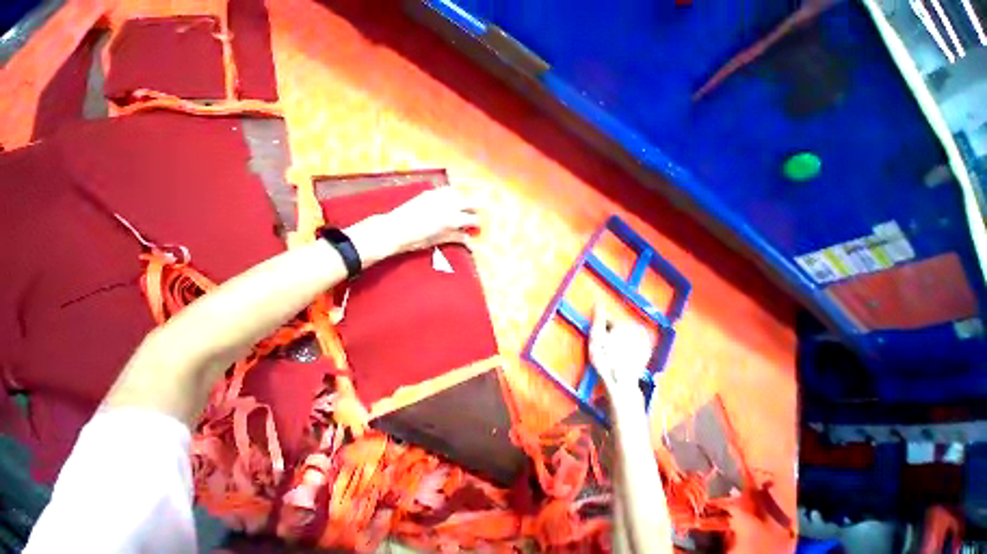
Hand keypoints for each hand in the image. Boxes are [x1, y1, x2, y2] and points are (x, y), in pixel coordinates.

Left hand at [346, 187, 478, 266]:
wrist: (395, 228)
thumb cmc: (418, 239)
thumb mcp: (440, 240)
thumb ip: (456, 237)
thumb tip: (469, 240)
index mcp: (453, 219)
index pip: (473, 219)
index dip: (477, 224)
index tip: (476, 228)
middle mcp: (449, 204)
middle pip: (471, 202)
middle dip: (474, 210)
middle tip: (471, 218)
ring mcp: (439, 196)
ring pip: (460, 193)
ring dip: (463, 200)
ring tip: (461, 209)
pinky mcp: (430, 193)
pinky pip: (447, 190)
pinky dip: (452, 195)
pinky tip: (448, 202)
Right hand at [588, 305, 653, 397]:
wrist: (620, 382)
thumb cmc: (605, 358)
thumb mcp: (596, 336)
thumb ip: (598, 317)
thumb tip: (598, 300)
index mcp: (624, 324)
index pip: (607, 319)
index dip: (599, 329)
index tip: (596, 341)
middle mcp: (637, 329)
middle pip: (617, 326)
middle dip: (609, 333)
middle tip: (603, 348)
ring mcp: (644, 341)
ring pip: (625, 335)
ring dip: (618, 340)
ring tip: (612, 354)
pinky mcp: (646, 352)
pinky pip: (633, 344)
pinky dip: (627, 347)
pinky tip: (621, 356)